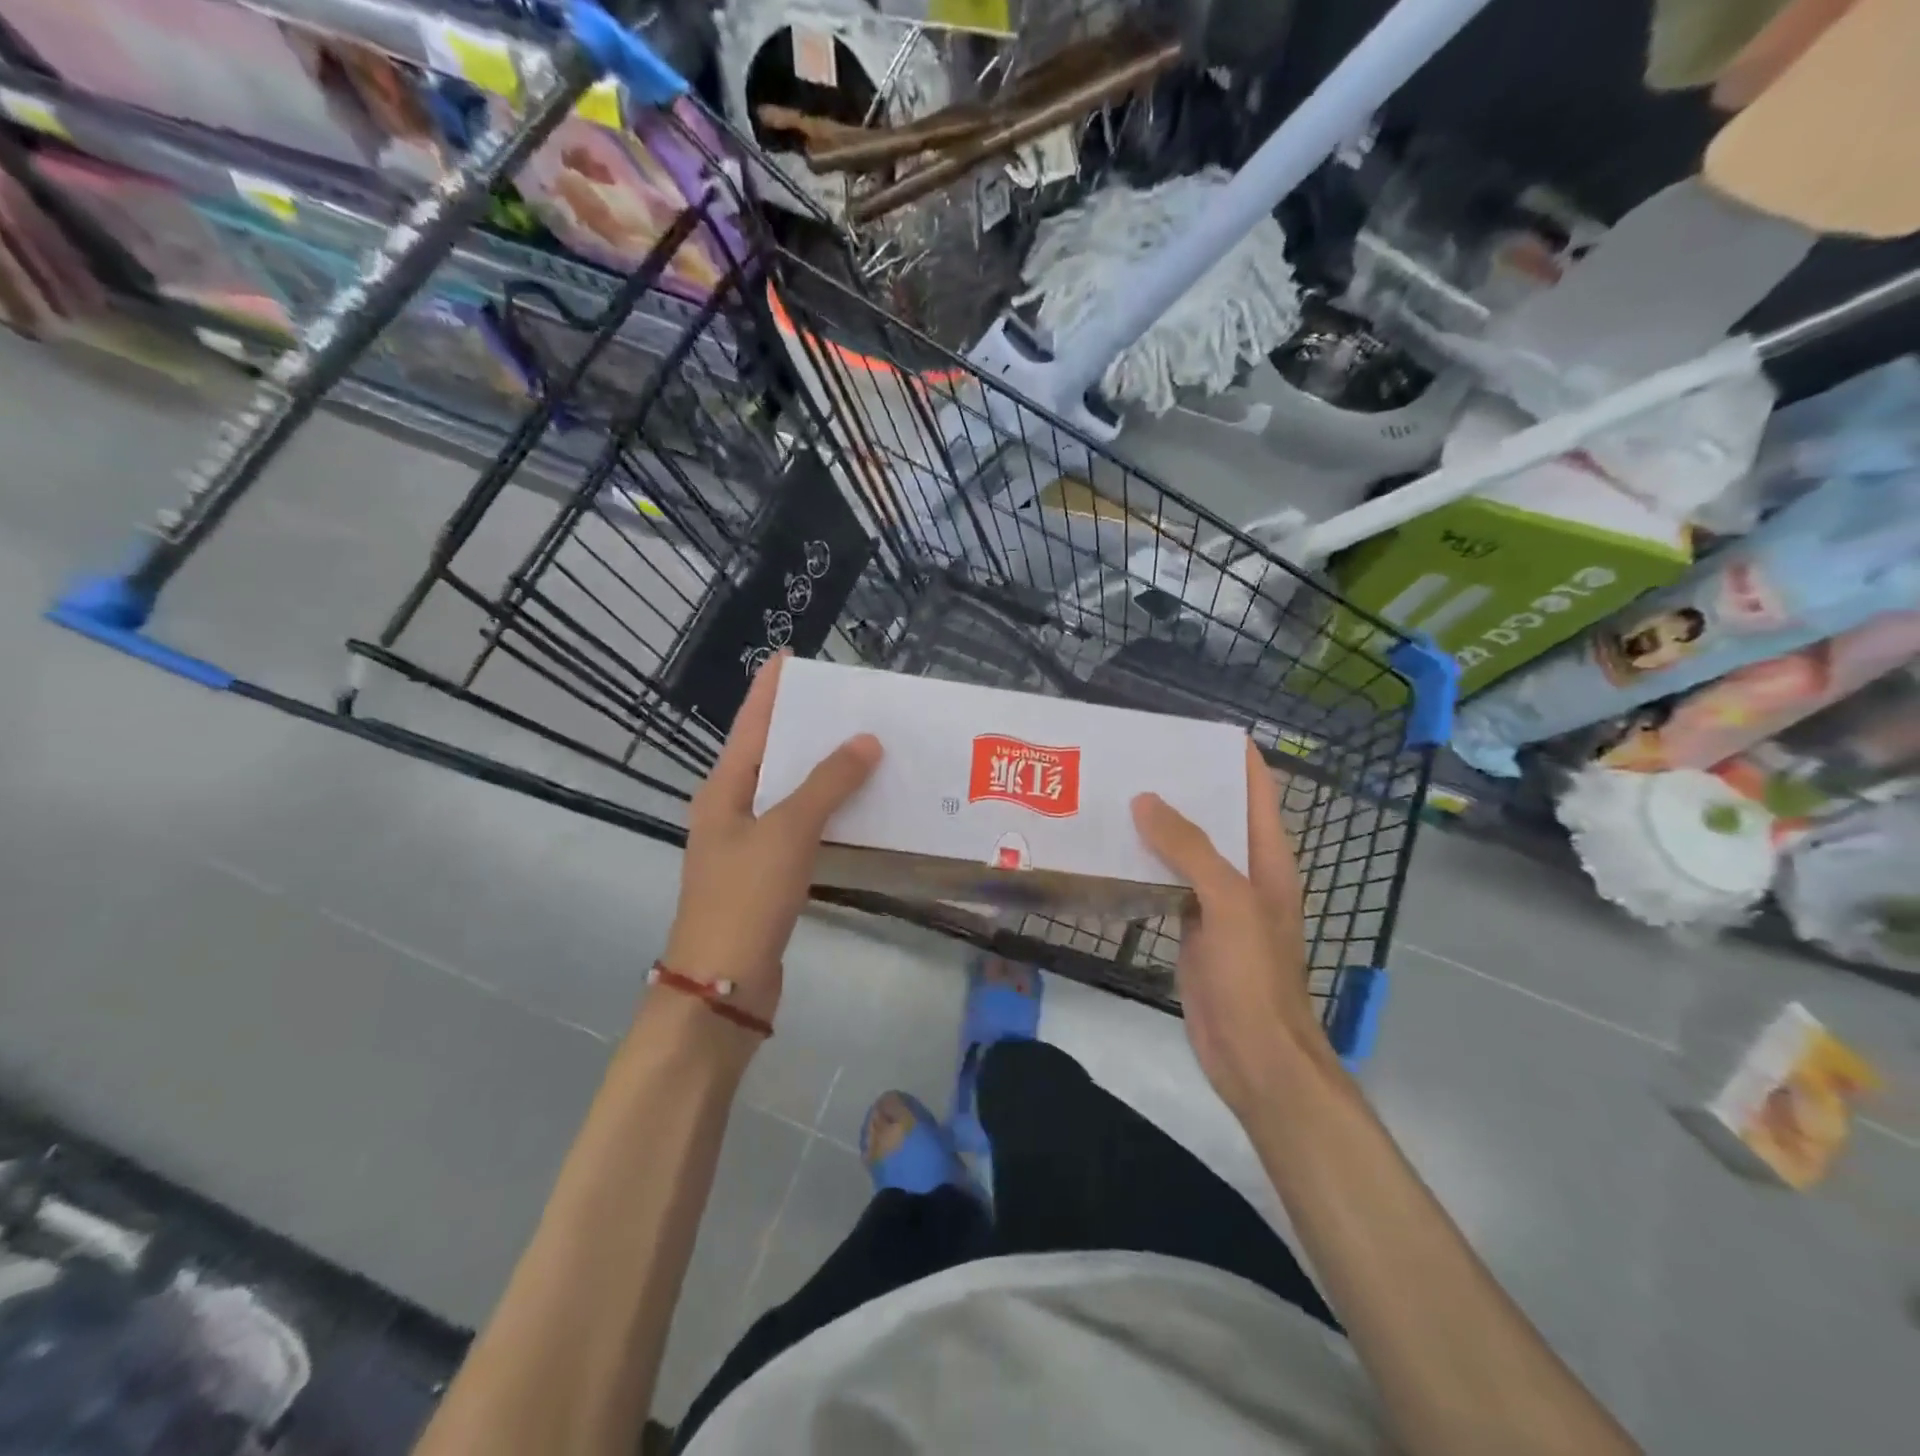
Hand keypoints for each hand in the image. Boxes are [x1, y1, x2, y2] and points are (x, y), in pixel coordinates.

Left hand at [659, 652, 881, 1037]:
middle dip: (808, 727)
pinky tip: (861, 806)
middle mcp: (732, 809)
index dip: (771, 689)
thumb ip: (828, 783)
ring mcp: (750, 844)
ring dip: (825, 771)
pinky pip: (804, 827)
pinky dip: (830, 812)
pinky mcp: (770, 875)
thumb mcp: (788, 830)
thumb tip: (866, 740)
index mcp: (723, 789)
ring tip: (868, 746)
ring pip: (792, 793)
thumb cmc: (746, 897)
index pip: (750, 724)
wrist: (723, 986)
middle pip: (772, 755)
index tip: (795, 657)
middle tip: (853, 703)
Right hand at [1131, 739, 1328, 1116]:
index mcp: (1268, 858)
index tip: (1188, 731)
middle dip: (1181, 786)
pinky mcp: (1190, 928)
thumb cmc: (1253, 975)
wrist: (1254, 1055)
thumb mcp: (1229, 902)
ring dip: (1157, 826)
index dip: (1232, 757)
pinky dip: (1144, 865)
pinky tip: (1112, 851)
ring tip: (1113, 795)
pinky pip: (1166, 884)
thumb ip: (1190, 848)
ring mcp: (1215, 902)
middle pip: (1215, 816)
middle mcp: (1244, 872)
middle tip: (1132, 759)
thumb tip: (1146, 799)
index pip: (1256, 790)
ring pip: (1185, 850)